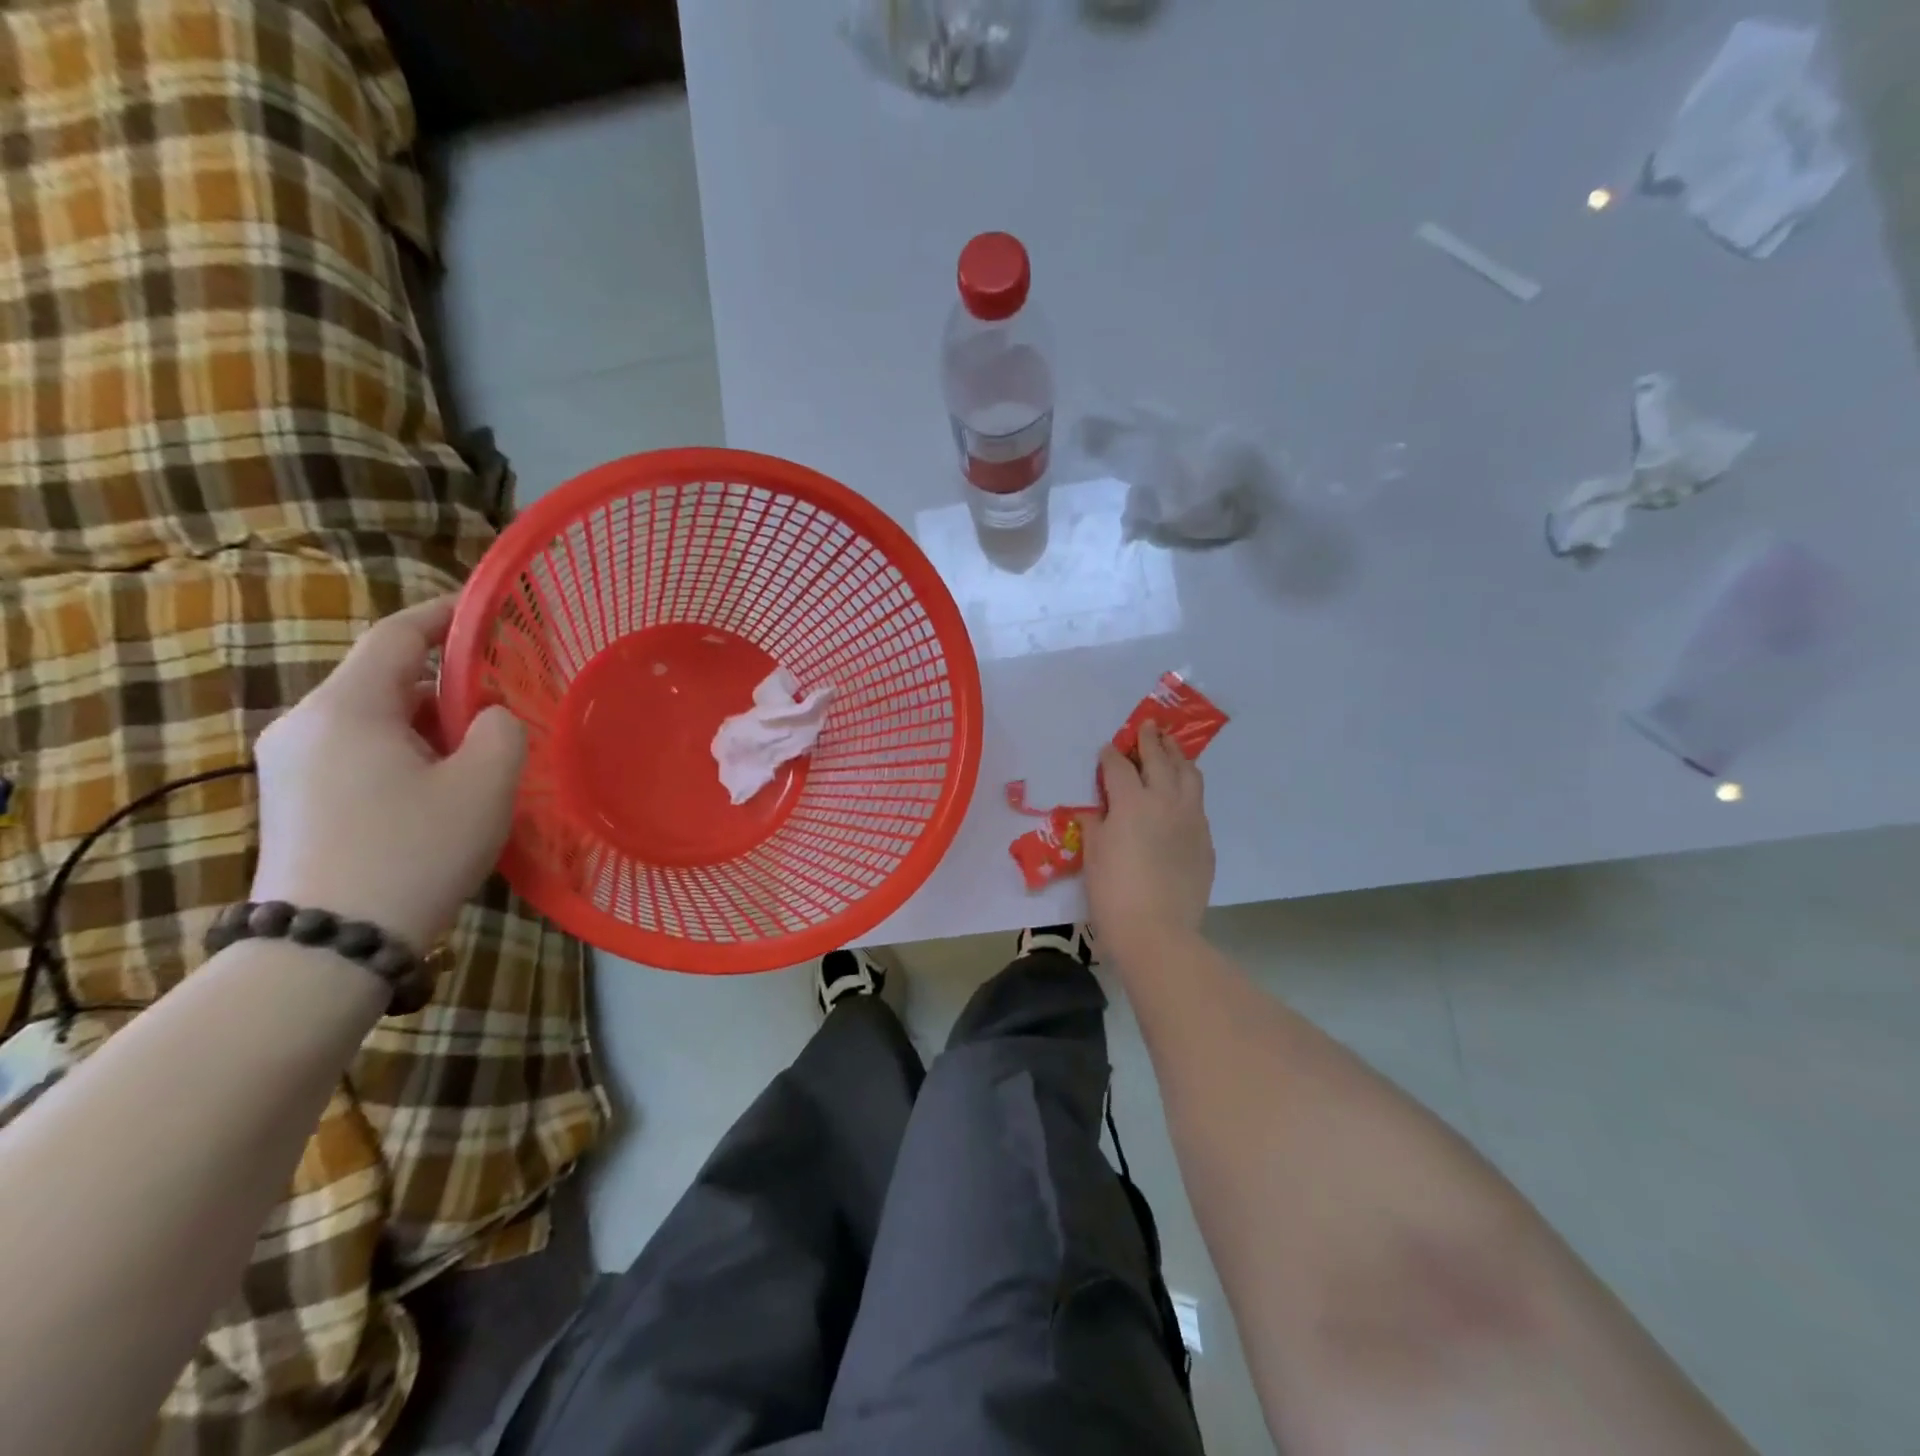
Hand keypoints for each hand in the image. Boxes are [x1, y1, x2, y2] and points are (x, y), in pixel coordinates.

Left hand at [249, 598, 526, 950]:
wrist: (330, 947)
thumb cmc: (415, 852)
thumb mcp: (486, 784)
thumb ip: (503, 729)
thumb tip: (490, 717)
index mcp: (347, 708)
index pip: (397, 637)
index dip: (444, 617)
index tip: (487, 612)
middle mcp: (305, 724)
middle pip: (387, 680)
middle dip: (449, 686)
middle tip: (505, 709)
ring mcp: (291, 764)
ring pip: (375, 720)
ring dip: (430, 726)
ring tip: (480, 759)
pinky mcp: (293, 798)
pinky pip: (358, 752)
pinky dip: (405, 753)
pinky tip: (438, 791)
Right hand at [1080, 721, 1215, 960]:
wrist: (1157, 932)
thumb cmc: (1113, 893)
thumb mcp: (1093, 854)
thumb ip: (1095, 824)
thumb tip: (1096, 810)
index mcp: (1131, 802)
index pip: (1119, 766)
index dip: (1111, 755)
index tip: (1107, 750)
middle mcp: (1164, 800)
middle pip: (1159, 759)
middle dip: (1151, 740)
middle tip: (1148, 726)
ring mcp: (1191, 819)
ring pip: (1189, 775)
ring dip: (1177, 757)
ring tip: (1172, 748)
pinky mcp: (1205, 839)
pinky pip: (1197, 804)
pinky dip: (1188, 789)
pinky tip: (1181, 795)